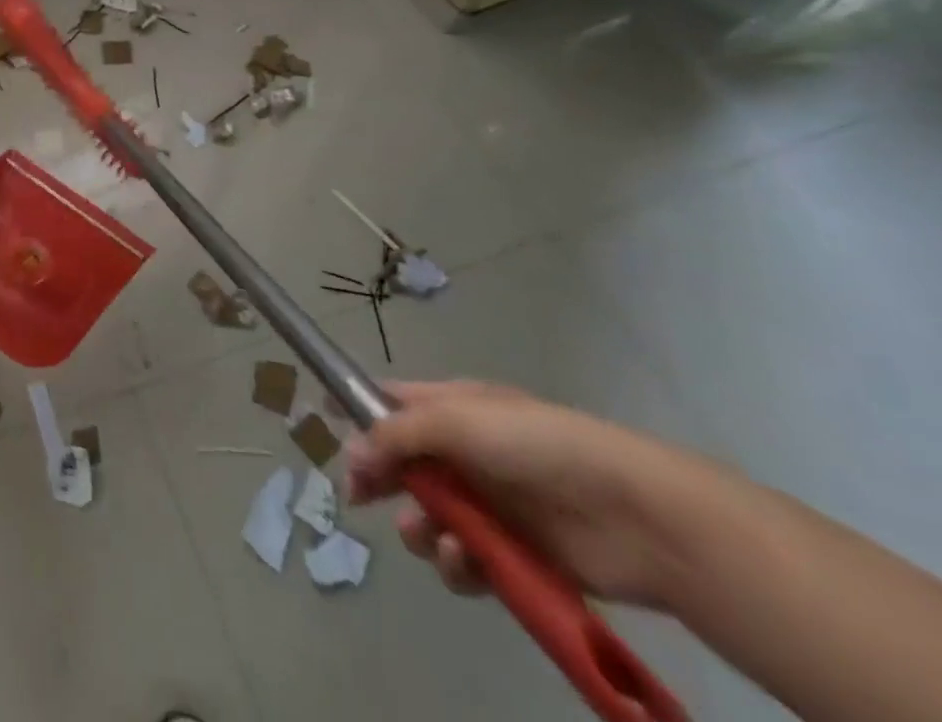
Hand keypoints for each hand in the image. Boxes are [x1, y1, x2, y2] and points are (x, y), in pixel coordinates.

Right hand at [346, 380, 718, 610]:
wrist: (636, 515)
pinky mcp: (515, 552)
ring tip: (433, 538)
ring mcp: (492, 502)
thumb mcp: (456, 422)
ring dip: (421, 529)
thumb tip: (349, 454)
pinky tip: (465, 563)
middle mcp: (467, 451)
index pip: (391, 403)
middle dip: (381, 480)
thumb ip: (396, 436)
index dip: (359, 414)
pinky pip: (467, 558)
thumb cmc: (536, 446)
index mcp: (453, 407)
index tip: (328, 431)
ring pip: (430, 515)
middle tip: (359, 498)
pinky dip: (458, 563)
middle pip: (404, 463)